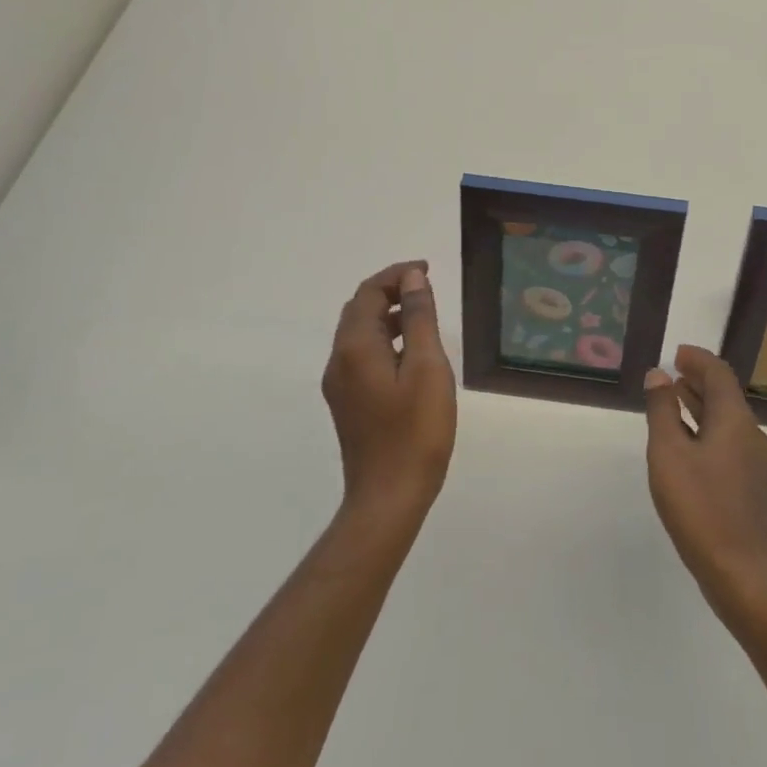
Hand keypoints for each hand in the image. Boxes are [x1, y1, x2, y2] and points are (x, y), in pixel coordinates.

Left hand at [323, 262, 456, 520]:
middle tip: (426, 287)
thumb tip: (412, 278)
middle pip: (359, 309)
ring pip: (359, 333)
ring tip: (423, 315)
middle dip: (389, 290)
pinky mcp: (348, 403)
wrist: (388, 497)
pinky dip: (383, 338)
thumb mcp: (427, 367)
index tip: (427, 269)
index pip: (369, 292)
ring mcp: (340, 384)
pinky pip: (361, 354)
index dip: (396, 274)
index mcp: (355, 347)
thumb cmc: (415, 431)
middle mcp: (339, 360)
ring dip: (387, 314)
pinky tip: (410, 353)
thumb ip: (418, 318)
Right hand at [644, 346, 766, 617]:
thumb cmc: (699, 505)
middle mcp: (749, 433)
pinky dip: (704, 427)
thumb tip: (658, 375)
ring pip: (725, 418)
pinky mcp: (748, 482)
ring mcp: (752, 460)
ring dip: (700, 403)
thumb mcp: (668, 452)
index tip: (676, 354)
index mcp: (735, 420)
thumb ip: (662, 410)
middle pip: (725, 394)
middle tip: (670, 372)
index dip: (698, 359)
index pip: (719, 373)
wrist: (737, 569)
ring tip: (672, 398)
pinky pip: (726, 439)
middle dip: (698, 379)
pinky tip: (684, 441)